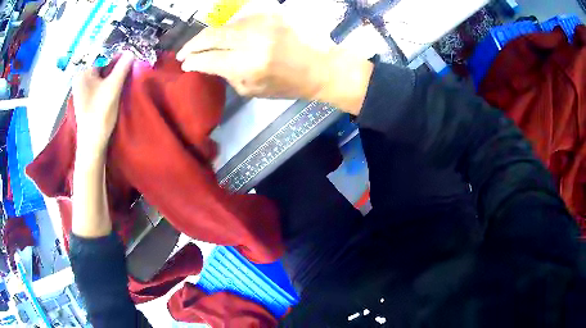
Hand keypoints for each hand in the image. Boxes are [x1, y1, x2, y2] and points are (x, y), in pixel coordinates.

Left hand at [72, 53, 133, 156]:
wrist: (93, 143)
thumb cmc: (99, 114)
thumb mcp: (113, 87)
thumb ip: (122, 67)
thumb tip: (131, 52)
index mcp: (83, 73)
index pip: (103, 56)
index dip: (117, 57)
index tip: (129, 60)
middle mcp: (81, 78)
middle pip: (102, 65)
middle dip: (115, 67)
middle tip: (127, 72)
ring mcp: (83, 89)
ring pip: (102, 75)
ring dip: (113, 76)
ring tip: (122, 82)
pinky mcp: (87, 98)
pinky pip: (99, 84)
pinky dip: (108, 84)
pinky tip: (114, 90)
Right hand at [176, 14, 372, 113]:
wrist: (321, 66)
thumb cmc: (289, 84)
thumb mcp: (253, 90)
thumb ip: (227, 75)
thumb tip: (209, 64)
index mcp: (249, 64)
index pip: (209, 58)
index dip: (192, 61)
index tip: (184, 63)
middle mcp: (253, 39)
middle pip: (212, 35)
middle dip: (193, 44)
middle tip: (184, 51)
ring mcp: (264, 22)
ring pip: (225, 24)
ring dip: (212, 35)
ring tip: (207, 44)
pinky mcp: (272, 13)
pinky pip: (242, 18)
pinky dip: (232, 27)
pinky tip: (231, 35)